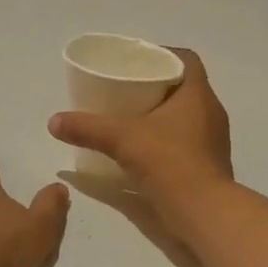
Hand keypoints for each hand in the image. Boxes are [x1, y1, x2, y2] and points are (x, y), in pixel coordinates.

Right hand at [48, 49, 234, 224]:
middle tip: (126, 89)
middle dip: (156, 86)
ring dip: (162, 115)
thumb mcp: (123, 139)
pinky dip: (166, 140)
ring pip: (186, 116)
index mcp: (198, 95)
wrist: (204, 212)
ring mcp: (213, 141)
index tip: (137, 62)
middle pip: (184, 88)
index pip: (186, 60)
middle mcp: (211, 113)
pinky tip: (144, 150)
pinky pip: (187, 141)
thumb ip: (88, 128)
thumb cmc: (169, 162)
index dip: (163, 54)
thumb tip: (54, 122)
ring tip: (131, 118)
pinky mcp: (209, 165)